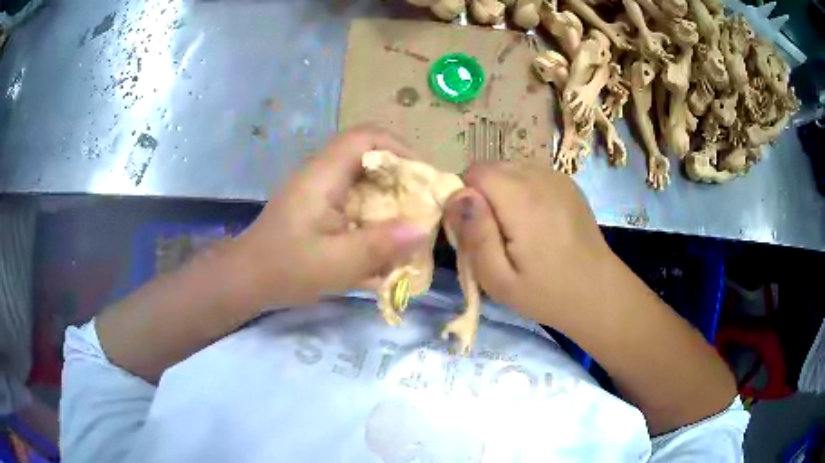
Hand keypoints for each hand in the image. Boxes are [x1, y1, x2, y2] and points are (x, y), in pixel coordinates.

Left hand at [230, 127, 428, 307]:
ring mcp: (318, 188)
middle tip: (422, 203)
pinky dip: (374, 209)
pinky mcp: (318, 204)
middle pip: (369, 154)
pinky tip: (382, 236)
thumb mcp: (336, 263)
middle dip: (400, 175)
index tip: (423, 176)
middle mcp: (322, 173)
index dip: (400, 148)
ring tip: (408, 220)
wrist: (247, 279)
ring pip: (363, 176)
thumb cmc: (286, 269)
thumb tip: (423, 228)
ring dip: (389, 194)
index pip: (366, 136)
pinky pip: (354, 195)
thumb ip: (380, 245)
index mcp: (323, 175)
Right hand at [444, 162, 615, 330]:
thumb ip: (474, 234)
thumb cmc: (546, 292)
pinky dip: (522, 189)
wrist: (597, 291)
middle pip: (492, 167)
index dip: (467, 199)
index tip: (476, 230)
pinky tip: (536, 219)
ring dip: (502, 190)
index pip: (475, 173)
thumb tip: (456, 196)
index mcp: (522, 199)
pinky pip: (530, 173)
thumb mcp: (498, 279)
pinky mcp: (568, 182)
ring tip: (516, 227)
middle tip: (495, 233)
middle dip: (483, 194)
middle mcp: (540, 177)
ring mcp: (557, 177)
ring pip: (510, 168)